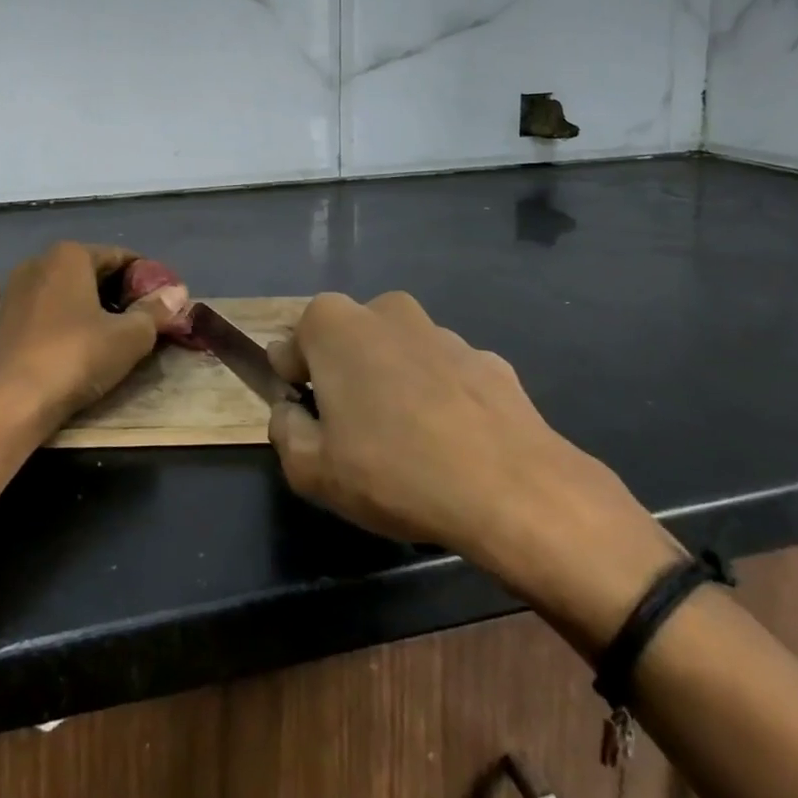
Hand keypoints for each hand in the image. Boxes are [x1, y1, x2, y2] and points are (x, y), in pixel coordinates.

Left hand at [0, 243, 177, 436]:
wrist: (5, 404)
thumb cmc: (74, 357)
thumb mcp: (128, 337)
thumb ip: (155, 311)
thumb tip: (179, 292)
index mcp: (70, 254)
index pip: (122, 257)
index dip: (149, 279)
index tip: (166, 304)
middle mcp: (40, 262)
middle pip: (94, 272)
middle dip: (122, 295)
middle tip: (147, 323)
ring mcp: (17, 291)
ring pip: (70, 293)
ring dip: (96, 310)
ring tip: (118, 339)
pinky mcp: (4, 321)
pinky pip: (49, 312)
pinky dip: (70, 323)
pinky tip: (82, 350)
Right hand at [267, 291, 681, 656]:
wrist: (512, 488)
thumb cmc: (393, 471)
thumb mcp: (311, 470)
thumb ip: (285, 430)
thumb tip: (292, 412)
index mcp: (333, 324)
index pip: (290, 347)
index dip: (293, 387)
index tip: (311, 425)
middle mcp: (385, 310)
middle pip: (346, 344)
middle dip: (342, 380)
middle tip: (355, 437)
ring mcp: (441, 330)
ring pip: (397, 356)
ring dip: (392, 387)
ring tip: (408, 448)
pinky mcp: (485, 356)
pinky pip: (444, 375)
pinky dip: (439, 399)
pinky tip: (452, 445)